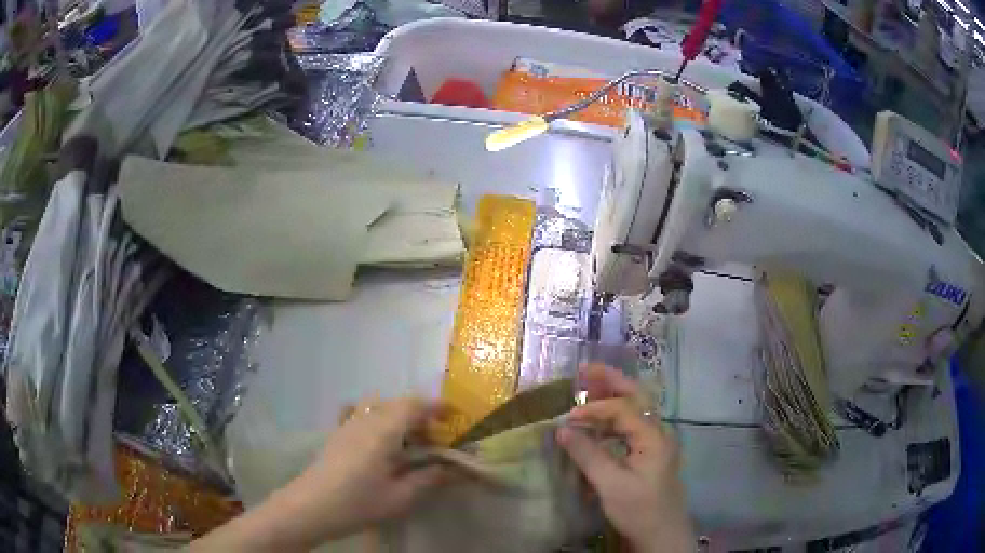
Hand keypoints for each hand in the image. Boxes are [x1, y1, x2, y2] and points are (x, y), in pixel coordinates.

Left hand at [289, 397, 447, 536]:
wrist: (310, 507)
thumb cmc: (358, 502)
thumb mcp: (400, 497)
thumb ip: (428, 479)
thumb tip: (453, 469)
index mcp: (383, 430)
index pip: (414, 404)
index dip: (436, 407)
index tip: (453, 418)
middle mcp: (365, 418)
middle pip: (397, 404)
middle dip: (421, 416)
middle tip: (435, 440)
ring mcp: (348, 424)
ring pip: (380, 407)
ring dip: (400, 418)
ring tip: (410, 444)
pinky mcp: (338, 433)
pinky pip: (363, 415)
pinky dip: (380, 421)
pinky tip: (381, 444)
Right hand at [556, 365, 693, 552]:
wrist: (662, 535)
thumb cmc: (639, 510)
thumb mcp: (610, 484)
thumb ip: (587, 454)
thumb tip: (562, 428)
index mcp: (654, 437)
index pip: (623, 409)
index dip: (594, 409)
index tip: (568, 417)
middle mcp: (659, 433)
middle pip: (637, 397)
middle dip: (611, 381)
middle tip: (585, 369)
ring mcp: (657, 443)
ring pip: (636, 410)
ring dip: (614, 397)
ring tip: (590, 387)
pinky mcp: (651, 454)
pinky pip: (633, 426)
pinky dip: (615, 418)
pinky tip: (601, 422)